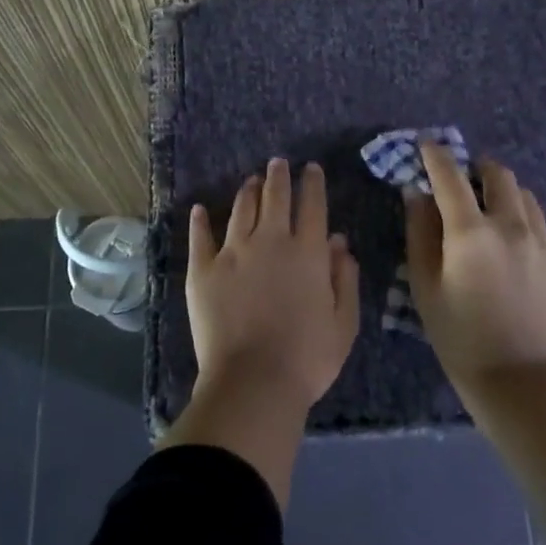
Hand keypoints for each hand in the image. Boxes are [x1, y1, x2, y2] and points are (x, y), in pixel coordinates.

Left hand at [187, 158, 360, 414]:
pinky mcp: (203, 269)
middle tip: (278, 163)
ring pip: (241, 209)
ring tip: (251, 180)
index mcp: (308, 252)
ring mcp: (233, 252)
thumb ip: (345, 278)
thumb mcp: (344, 322)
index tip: (311, 168)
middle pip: (275, 197)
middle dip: (278, 176)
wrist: (254, 380)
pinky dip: (200, 220)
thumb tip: (339, 241)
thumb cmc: (308, 357)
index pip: (312, 205)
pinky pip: (200, 237)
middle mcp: (270, 241)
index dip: (312, 183)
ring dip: (248, 191)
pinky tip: (201, 209)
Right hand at [404, 144, 545, 394]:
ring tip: (494, 217)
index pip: (450, 177)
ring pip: (528, 201)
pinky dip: (525, 234)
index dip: (436, 155)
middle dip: (479, 169)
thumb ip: (420, 233)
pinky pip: (544, 235)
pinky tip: (517, 263)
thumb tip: (418, 194)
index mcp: (472, 233)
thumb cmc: (459, 336)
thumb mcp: (425, 286)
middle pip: (500, 176)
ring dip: (506, 197)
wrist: (520, 383)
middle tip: (467, 181)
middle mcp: (513, 228)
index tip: (427, 145)